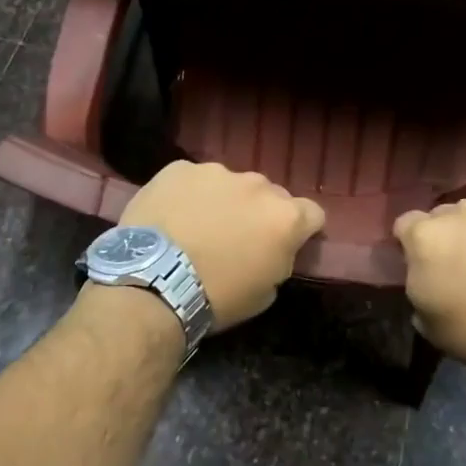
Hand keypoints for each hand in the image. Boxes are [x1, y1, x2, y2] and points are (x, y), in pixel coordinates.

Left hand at [120, 161, 324, 330]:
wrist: (152, 283)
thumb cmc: (216, 297)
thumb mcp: (264, 293)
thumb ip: (279, 260)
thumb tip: (273, 249)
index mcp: (285, 217)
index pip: (313, 214)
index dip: (302, 230)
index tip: (286, 244)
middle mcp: (258, 185)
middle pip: (270, 195)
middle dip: (259, 213)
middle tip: (236, 239)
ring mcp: (217, 172)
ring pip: (230, 184)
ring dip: (223, 201)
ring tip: (197, 227)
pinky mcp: (179, 168)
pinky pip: (193, 180)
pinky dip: (188, 195)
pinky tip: (171, 217)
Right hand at [393, 200, 465, 369]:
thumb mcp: (425, 320)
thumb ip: (418, 283)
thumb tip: (426, 274)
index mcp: (426, 236)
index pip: (406, 224)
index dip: (412, 243)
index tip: (423, 263)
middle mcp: (461, 212)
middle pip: (446, 216)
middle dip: (450, 236)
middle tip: (463, 265)